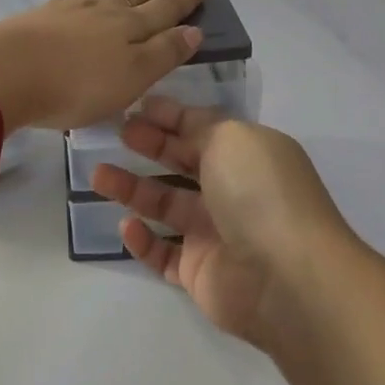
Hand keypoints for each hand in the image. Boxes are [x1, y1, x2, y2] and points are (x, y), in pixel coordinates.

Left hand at [0, 0, 205, 132]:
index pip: (164, 11)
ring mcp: (70, 11)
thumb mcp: (132, 77)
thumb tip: (193, 30)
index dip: (183, 2)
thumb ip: (164, 53)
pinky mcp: (41, 16)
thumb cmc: (77, 84)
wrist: (7, 72)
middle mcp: (103, 12)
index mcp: (130, 27)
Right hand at [91, 98, 357, 345]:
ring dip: (133, 189)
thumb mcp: (231, 138)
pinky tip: (126, 225)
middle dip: (149, 146)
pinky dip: (142, 240)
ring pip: (165, 206)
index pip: (203, 128)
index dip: (170, 116)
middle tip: (114, 134)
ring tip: (98, 175)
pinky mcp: (199, 272)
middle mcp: (232, 190)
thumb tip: (176, 118)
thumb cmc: (259, 193)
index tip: (135, 107)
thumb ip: (199, 126)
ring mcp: (216, 233)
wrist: (286, 277)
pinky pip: (163, 253)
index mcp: (247, 154)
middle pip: (182, 163)